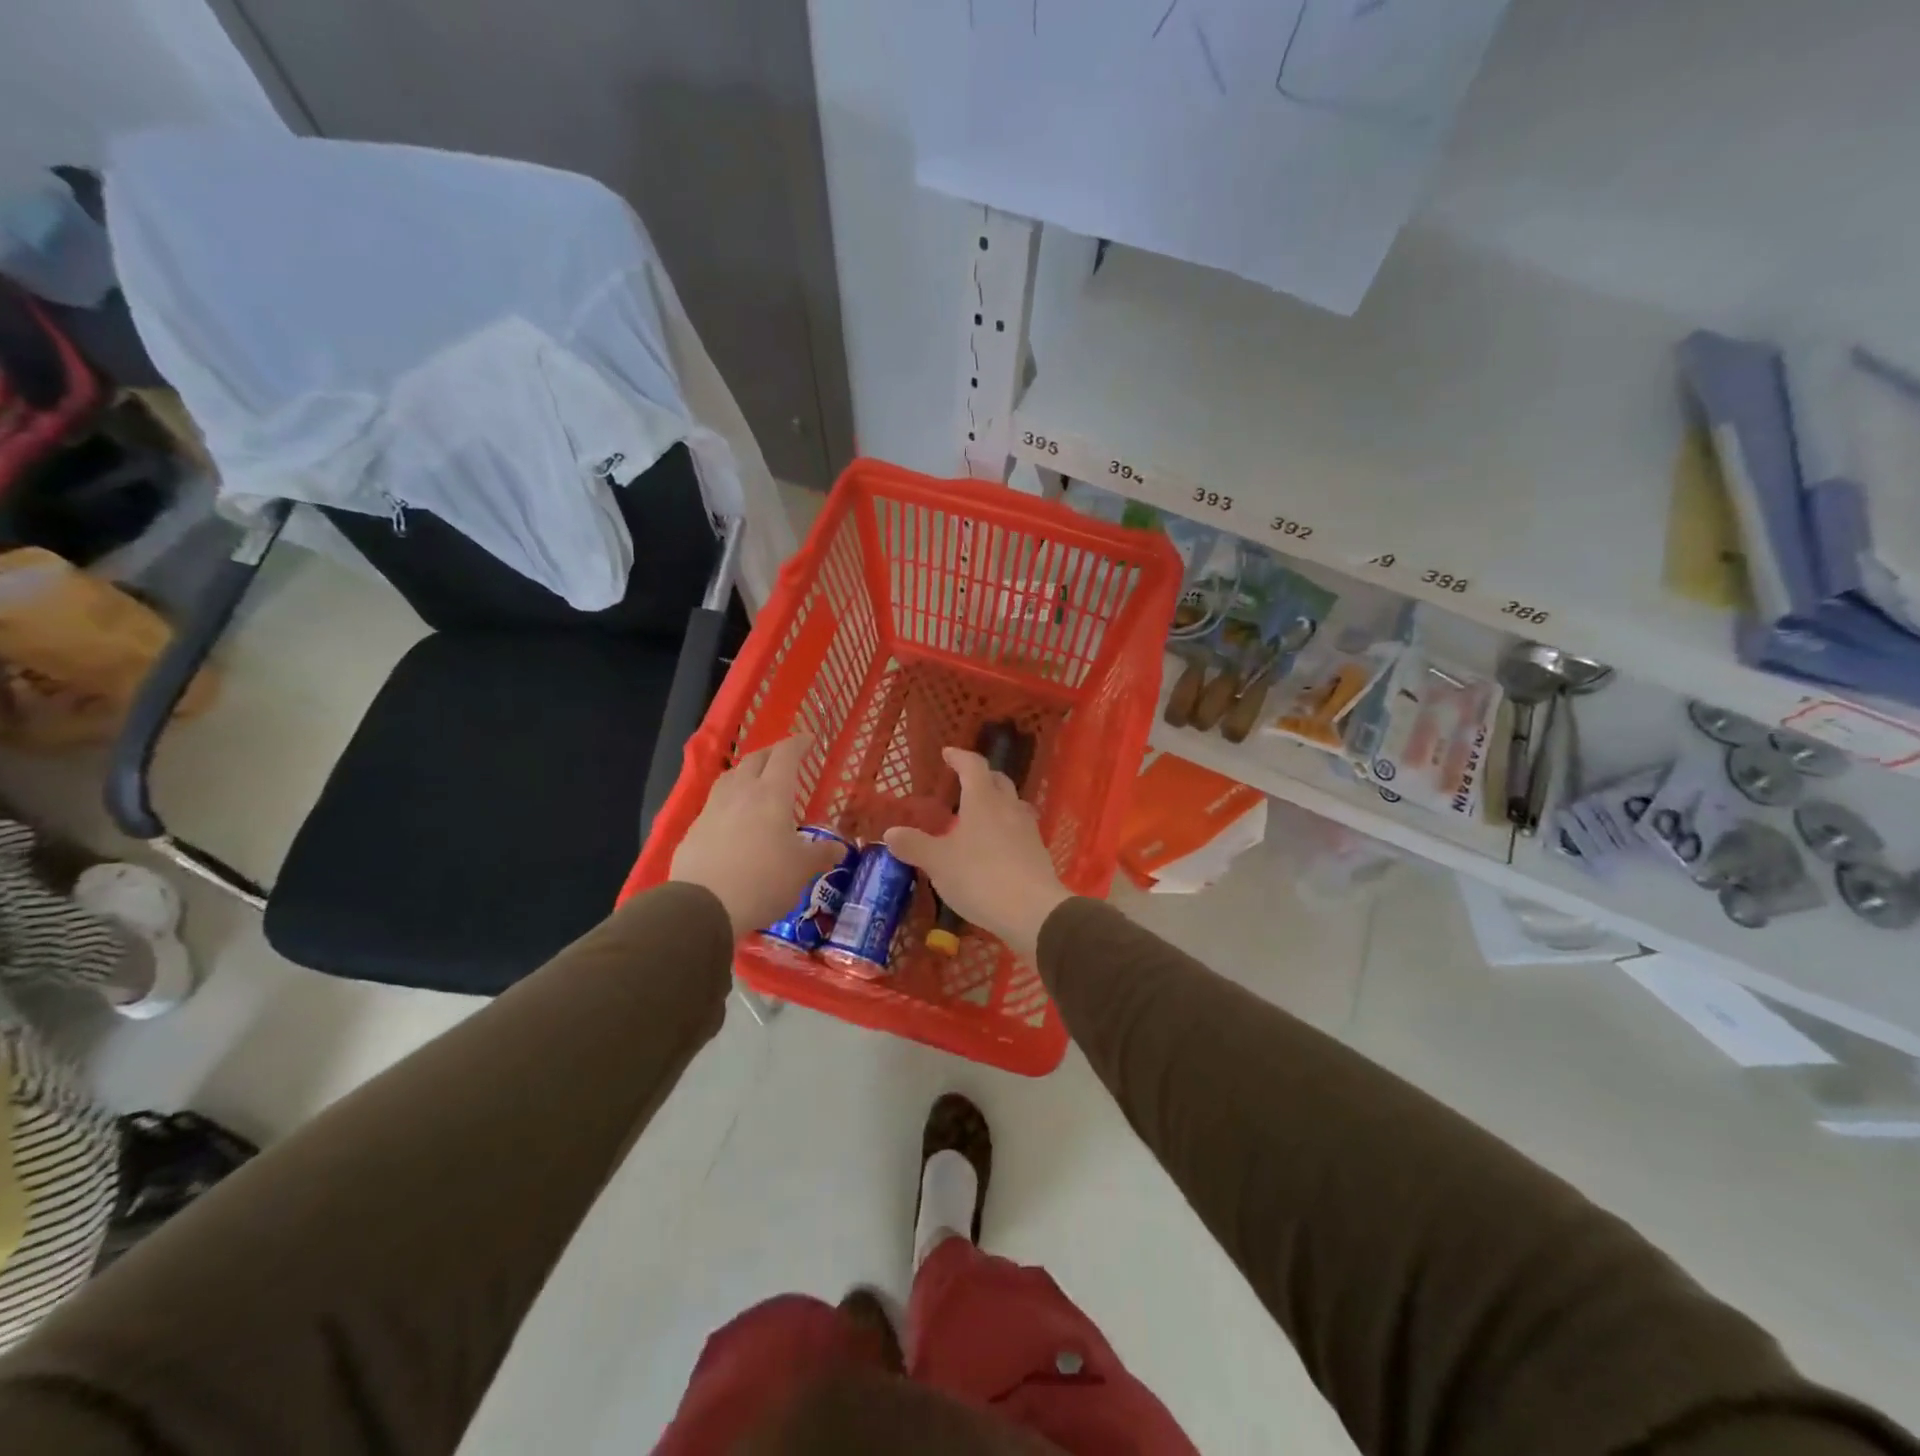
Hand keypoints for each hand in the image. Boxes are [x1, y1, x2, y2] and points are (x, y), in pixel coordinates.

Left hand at [670, 735, 843, 938]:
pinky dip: (729, 800)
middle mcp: (741, 792)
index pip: (785, 755)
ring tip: (756, 781)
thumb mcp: (802, 870)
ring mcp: (713, 809)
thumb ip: (821, 854)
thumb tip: (839, 848)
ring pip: (730, 777)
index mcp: (772, 794)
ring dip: (746, 772)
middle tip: (785, 757)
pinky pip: (715, 803)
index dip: (798, 744)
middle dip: (772, 753)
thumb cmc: (763, 880)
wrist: (704, 906)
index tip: (809, 739)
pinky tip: (734, 817)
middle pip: (755, 759)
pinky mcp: (694, 829)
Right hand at [883, 747, 1070, 959]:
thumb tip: (890, 832)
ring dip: (997, 803)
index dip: (959, 757)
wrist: (1033, 911)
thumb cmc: (979, 877)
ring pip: (1013, 805)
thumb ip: (914, 845)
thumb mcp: (938, 863)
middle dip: (981, 777)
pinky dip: (1006, 829)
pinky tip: (997, 847)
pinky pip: (1020, 830)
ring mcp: (1028, 830)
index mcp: (983, 800)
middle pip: (998, 781)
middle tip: (964, 782)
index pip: (973, 766)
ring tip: (980, 815)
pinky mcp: (1038, 853)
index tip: (948, 753)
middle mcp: (1008, 807)